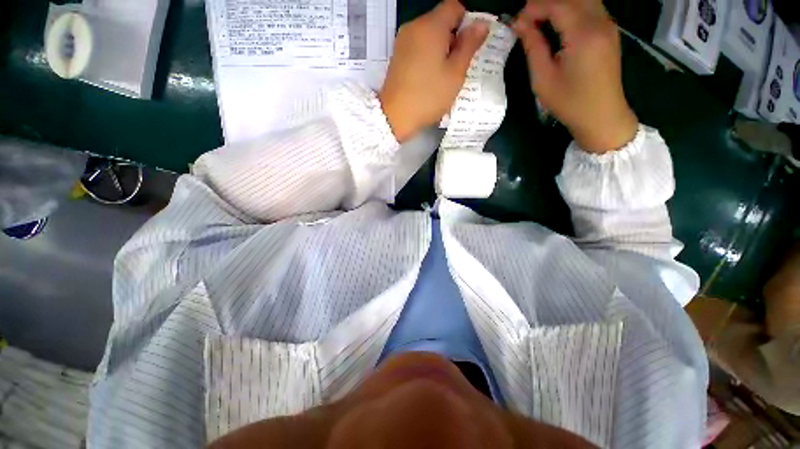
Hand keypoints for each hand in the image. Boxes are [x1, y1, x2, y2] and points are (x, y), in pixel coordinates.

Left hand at [379, 0, 488, 142]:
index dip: (467, 23)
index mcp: (431, 26)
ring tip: (442, 75)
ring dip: (440, 49)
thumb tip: (481, 25)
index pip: (455, 7)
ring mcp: (402, 41)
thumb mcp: (455, 73)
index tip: (468, 46)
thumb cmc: (428, 96)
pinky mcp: (397, 56)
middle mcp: (414, 26)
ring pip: (429, 35)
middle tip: (457, 66)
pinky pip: (418, 47)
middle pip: (440, 20)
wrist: (395, 117)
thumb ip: (469, 45)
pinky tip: (428, 78)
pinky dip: (427, 56)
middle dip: (453, 38)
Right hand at [513, 0, 637, 152]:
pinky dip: (572, 9)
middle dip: (546, 3)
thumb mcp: (543, 79)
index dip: (534, 8)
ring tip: (540, 20)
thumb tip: (520, 25)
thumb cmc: (569, 102)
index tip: (516, 21)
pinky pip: (590, 7)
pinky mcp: (610, 31)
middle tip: (527, 19)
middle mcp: (600, 22)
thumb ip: (533, 47)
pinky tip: (558, 23)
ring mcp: (609, 25)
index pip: (557, 4)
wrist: (602, 116)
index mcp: (583, 34)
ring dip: (560, 4)